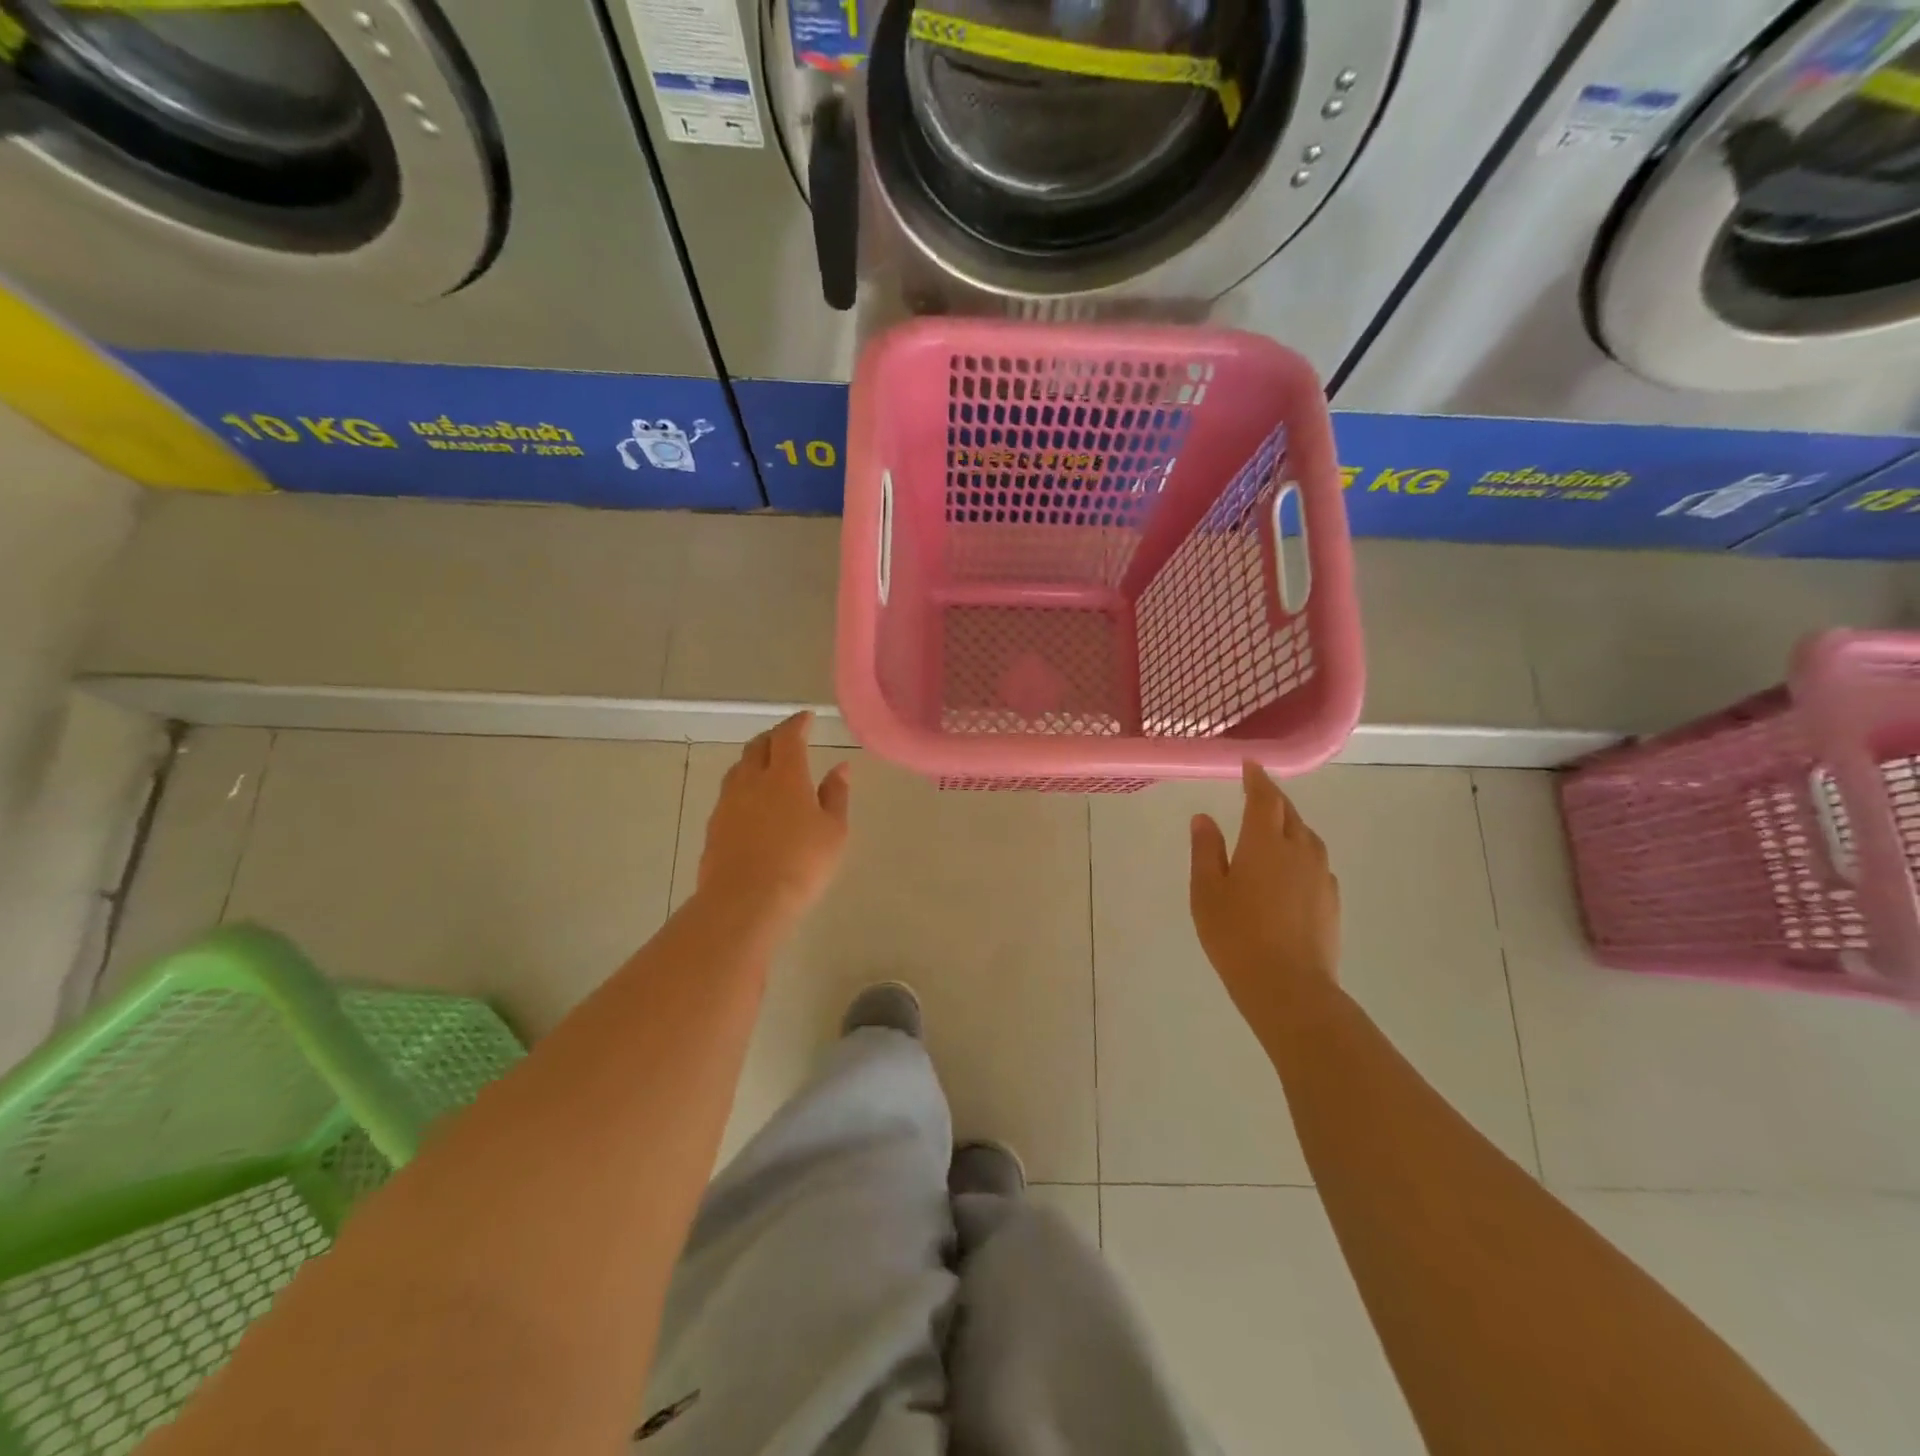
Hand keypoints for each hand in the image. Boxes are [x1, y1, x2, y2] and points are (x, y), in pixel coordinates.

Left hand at [697, 712, 849, 929]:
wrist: (745, 901)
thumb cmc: (801, 863)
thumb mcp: (833, 831)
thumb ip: (836, 795)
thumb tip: (841, 767)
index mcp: (786, 775)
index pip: (788, 737)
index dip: (797, 724)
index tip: (806, 718)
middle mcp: (752, 780)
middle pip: (758, 746)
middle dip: (774, 737)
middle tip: (787, 738)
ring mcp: (728, 802)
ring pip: (739, 768)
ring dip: (755, 759)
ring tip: (768, 766)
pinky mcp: (714, 825)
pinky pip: (730, 793)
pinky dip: (744, 786)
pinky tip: (752, 802)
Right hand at [1189, 762, 1341, 1030]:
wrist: (1289, 987)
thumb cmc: (1236, 935)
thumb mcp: (1206, 891)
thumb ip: (1206, 850)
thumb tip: (1203, 818)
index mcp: (1265, 843)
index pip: (1264, 798)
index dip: (1257, 778)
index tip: (1250, 765)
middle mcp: (1299, 850)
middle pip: (1290, 814)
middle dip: (1273, 800)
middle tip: (1257, 794)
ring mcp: (1321, 876)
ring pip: (1308, 837)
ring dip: (1291, 826)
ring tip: (1274, 831)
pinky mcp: (1332, 900)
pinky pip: (1317, 863)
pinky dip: (1302, 855)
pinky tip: (1290, 872)